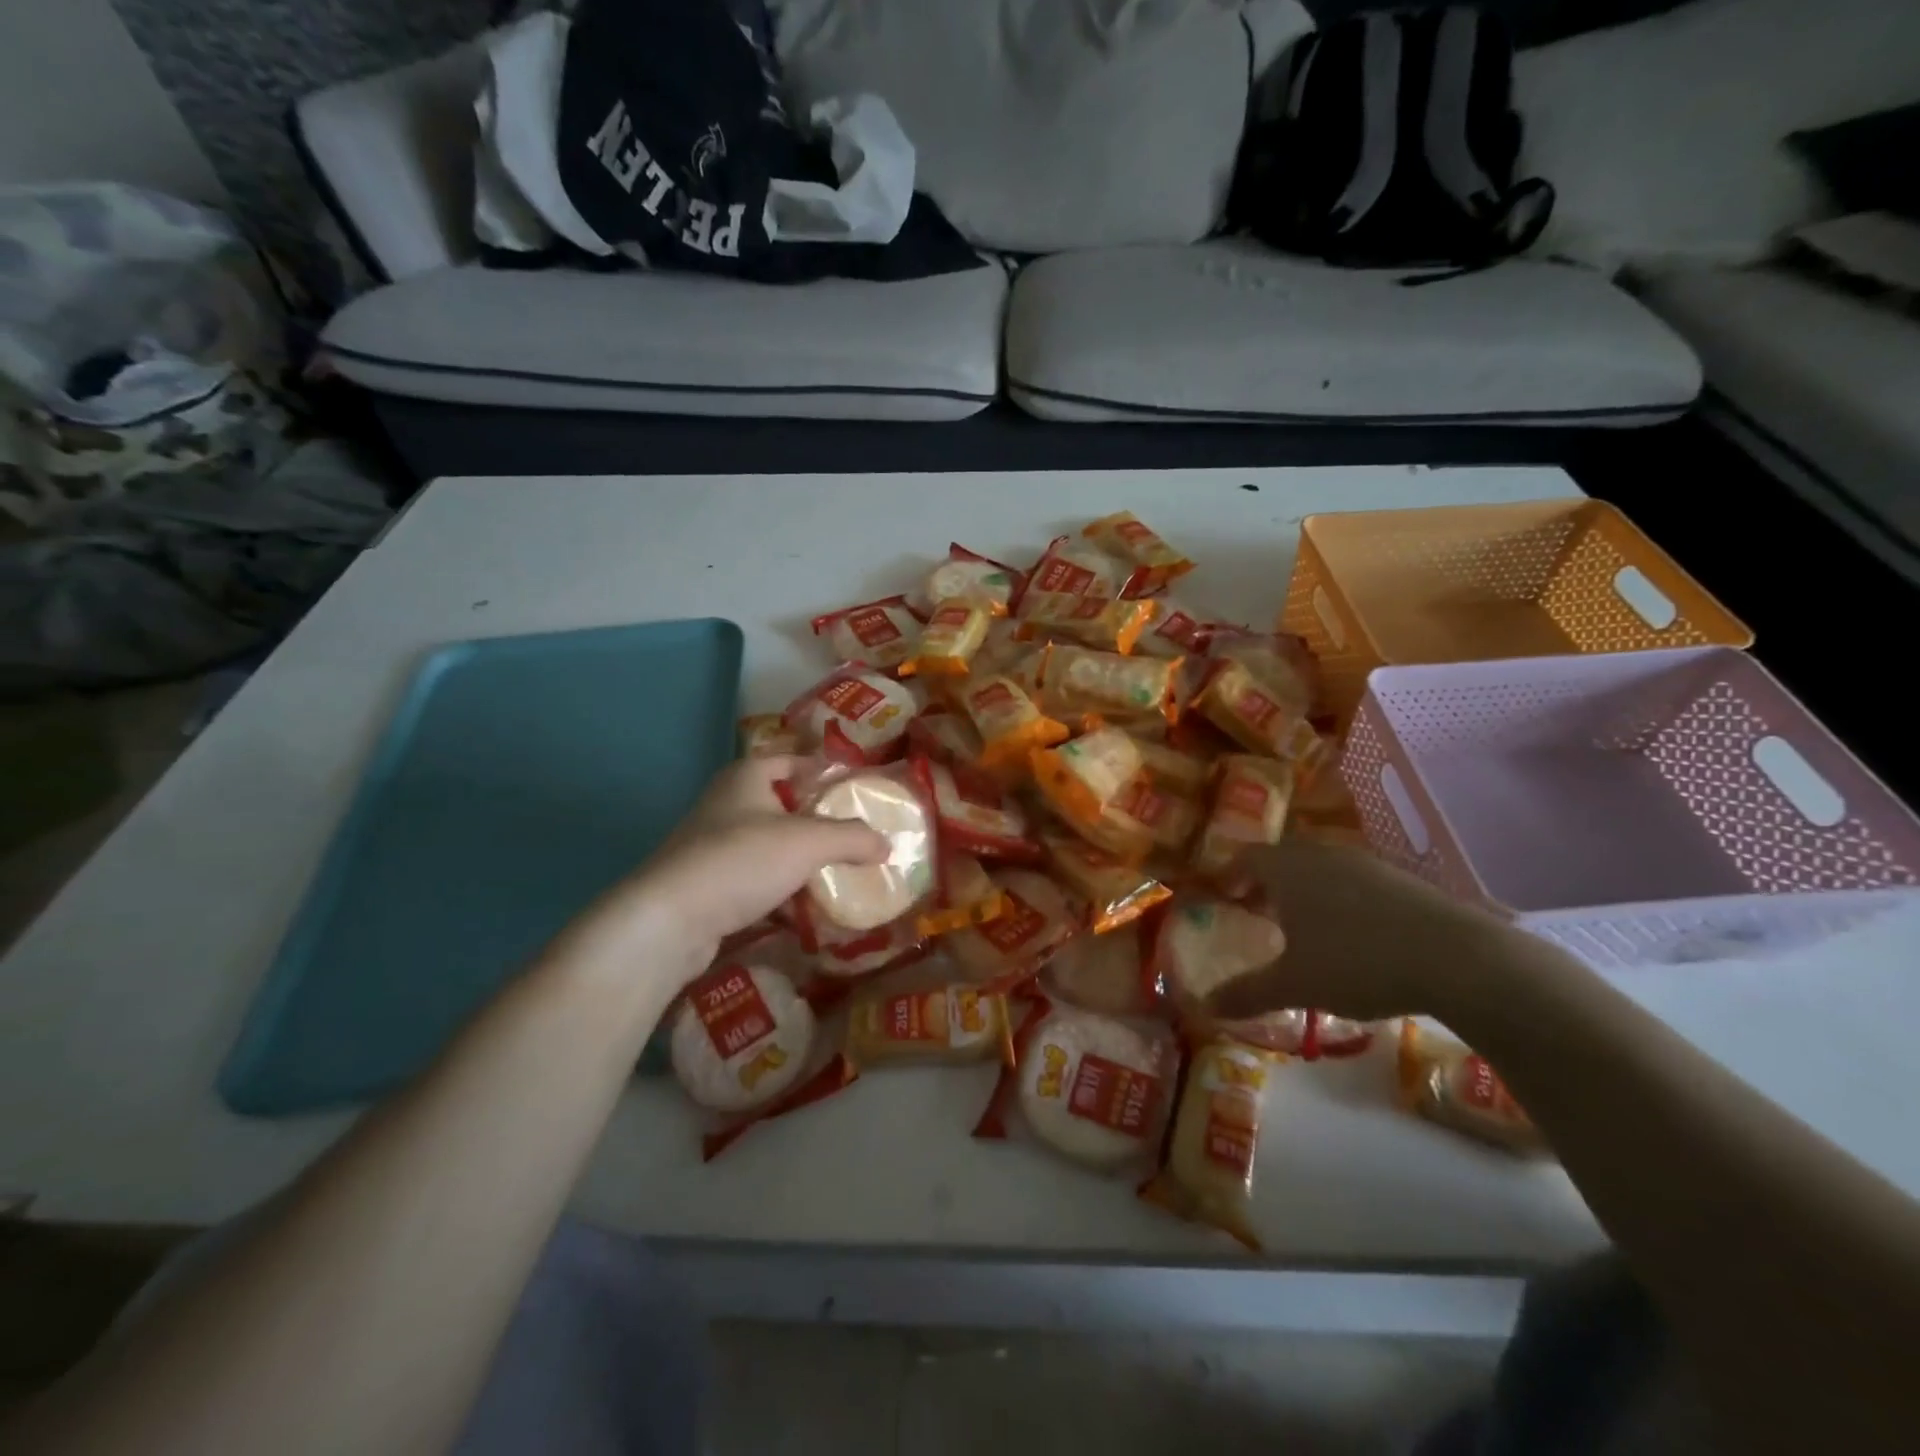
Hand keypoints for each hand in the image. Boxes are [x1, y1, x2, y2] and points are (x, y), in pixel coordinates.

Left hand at [554, 756, 887, 988]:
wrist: (669, 920)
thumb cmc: (741, 860)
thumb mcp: (809, 842)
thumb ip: (852, 838)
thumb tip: (887, 844)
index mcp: (746, 778)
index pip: (790, 760)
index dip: (821, 769)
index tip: (854, 787)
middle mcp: (726, 804)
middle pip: (780, 804)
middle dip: (815, 819)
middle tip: (854, 833)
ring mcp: (712, 846)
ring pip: (767, 845)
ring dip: (798, 858)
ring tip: (837, 872)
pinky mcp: (707, 885)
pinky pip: (754, 880)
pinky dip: (779, 890)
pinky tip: (804, 908)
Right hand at [1208, 834, 1516, 1023]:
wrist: (1460, 959)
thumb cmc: (1357, 962)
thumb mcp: (1295, 985)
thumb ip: (1247, 993)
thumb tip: (1203, 1007)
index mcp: (1288, 869)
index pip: (1246, 857)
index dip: (1229, 875)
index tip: (1222, 897)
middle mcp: (1322, 855)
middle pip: (1283, 859)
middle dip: (1265, 884)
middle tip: (1257, 913)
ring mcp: (1366, 864)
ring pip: (1320, 869)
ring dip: (1304, 891)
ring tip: (1303, 927)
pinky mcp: (1402, 880)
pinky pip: (1354, 881)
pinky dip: (1340, 899)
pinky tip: (1353, 935)